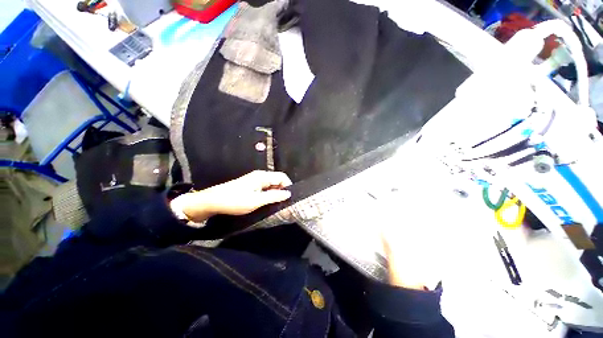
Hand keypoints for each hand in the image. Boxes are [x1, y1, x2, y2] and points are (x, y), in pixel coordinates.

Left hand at [171, 171, 292, 222]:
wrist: (213, 202)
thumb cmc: (235, 201)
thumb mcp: (256, 200)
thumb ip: (274, 196)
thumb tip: (288, 194)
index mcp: (262, 176)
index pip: (282, 177)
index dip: (288, 186)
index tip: (289, 198)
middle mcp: (260, 176)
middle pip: (277, 180)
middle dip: (282, 191)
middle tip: (283, 204)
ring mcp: (255, 181)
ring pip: (271, 185)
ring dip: (275, 194)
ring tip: (276, 205)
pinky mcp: (250, 186)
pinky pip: (265, 188)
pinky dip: (268, 194)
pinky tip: (267, 203)